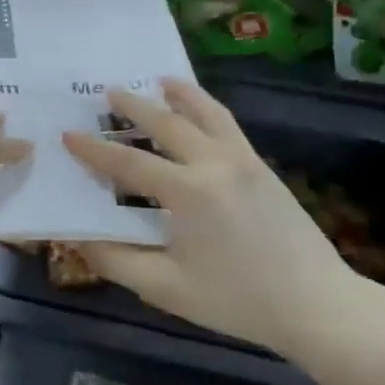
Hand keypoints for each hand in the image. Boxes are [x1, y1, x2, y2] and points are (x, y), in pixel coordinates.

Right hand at [62, 79, 354, 349]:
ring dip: (178, 94)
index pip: (128, 163)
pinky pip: (228, 124)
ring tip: (158, 80)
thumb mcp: (166, 289)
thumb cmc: (236, 299)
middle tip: (107, 92)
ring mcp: (242, 160)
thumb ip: (116, 260)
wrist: (316, 304)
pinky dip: (207, 107)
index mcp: (187, 192)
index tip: (68, 135)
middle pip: (165, 123)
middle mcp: (213, 163)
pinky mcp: (261, 166)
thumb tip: (79, 237)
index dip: (94, 150)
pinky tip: (200, 109)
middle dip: (132, 106)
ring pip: (205, 112)